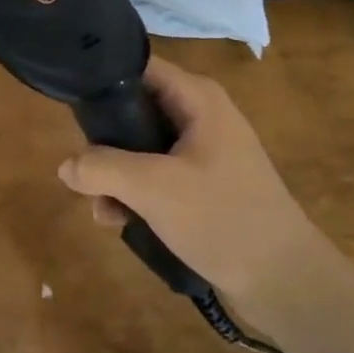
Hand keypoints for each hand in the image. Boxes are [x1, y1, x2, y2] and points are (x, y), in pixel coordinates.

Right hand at [55, 56, 328, 319]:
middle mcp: (200, 115)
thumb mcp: (153, 188)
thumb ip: (102, 168)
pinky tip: (120, 223)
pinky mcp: (205, 186)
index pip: (139, 68)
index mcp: (197, 98)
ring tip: (102, 211)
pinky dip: (136, 195)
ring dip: (117, 177)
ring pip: (142, 149)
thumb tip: (65, 166)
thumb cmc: (222, 217)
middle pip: (135, 110)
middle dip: (105, 143)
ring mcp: (204, 152)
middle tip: (83, 170)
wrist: (288, 284)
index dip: (103, 80)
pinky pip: (158, 177)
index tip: (70, 103)